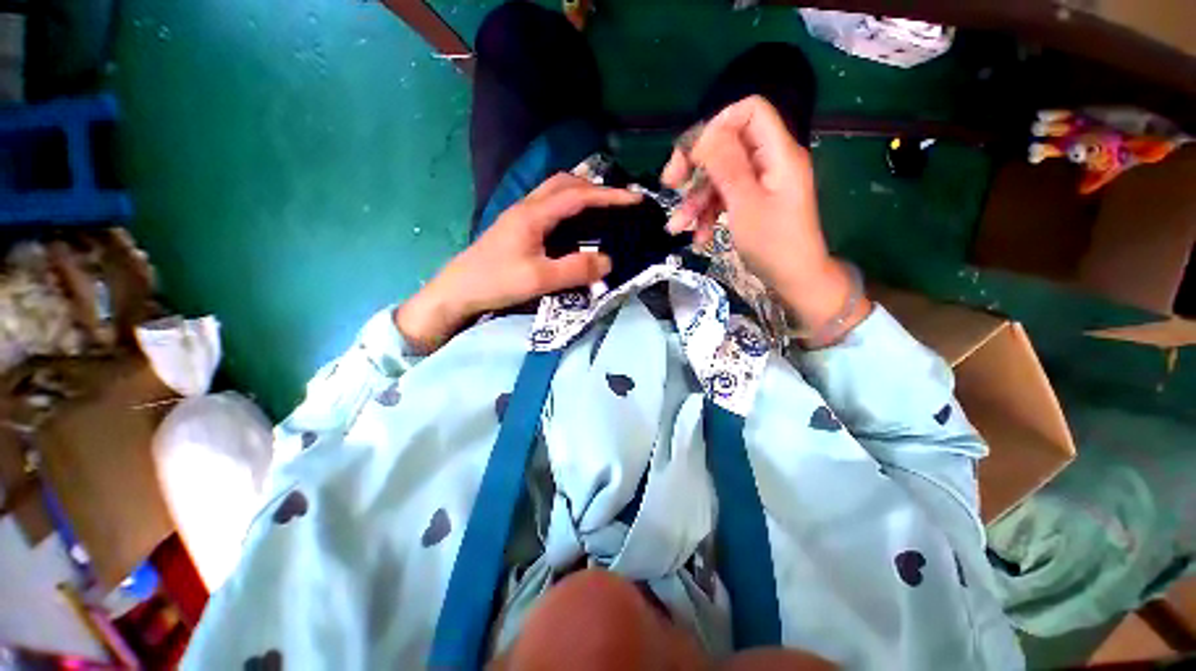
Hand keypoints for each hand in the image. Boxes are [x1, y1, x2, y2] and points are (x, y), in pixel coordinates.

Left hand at [395, 173, 641, 352]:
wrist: (458, 291)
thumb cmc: (496, 282)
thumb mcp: (539, 279)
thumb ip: (575, 269)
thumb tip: (609, 261)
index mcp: (534, 215)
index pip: (578, 196)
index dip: (609, 196)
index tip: (635, 199)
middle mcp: (527, 207)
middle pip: (564, 183)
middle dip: (595, 187)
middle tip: (619, 201)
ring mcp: (519, 215)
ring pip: (554, 191)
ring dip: (580, 193)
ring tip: (602, 208)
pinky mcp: (517, 227)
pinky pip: (548, 206)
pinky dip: (568, 206)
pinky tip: (574, 223)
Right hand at [661, 95, 868, 345]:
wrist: (794, 280)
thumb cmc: (773, 243)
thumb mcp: (745, 204)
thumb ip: (726, 165)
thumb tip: (705, 134)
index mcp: (777, 153)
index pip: (749, 112)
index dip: (717, 126)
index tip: (693, 155)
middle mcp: (769, 162)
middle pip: (727, 146)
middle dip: (695, 166)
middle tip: (669, 184)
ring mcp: (760, 184)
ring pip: (720, 178)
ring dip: (695, 201)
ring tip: (676, 228)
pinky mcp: (753, 203)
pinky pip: (725, 199)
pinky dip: (707, 215)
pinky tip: (696, 237)